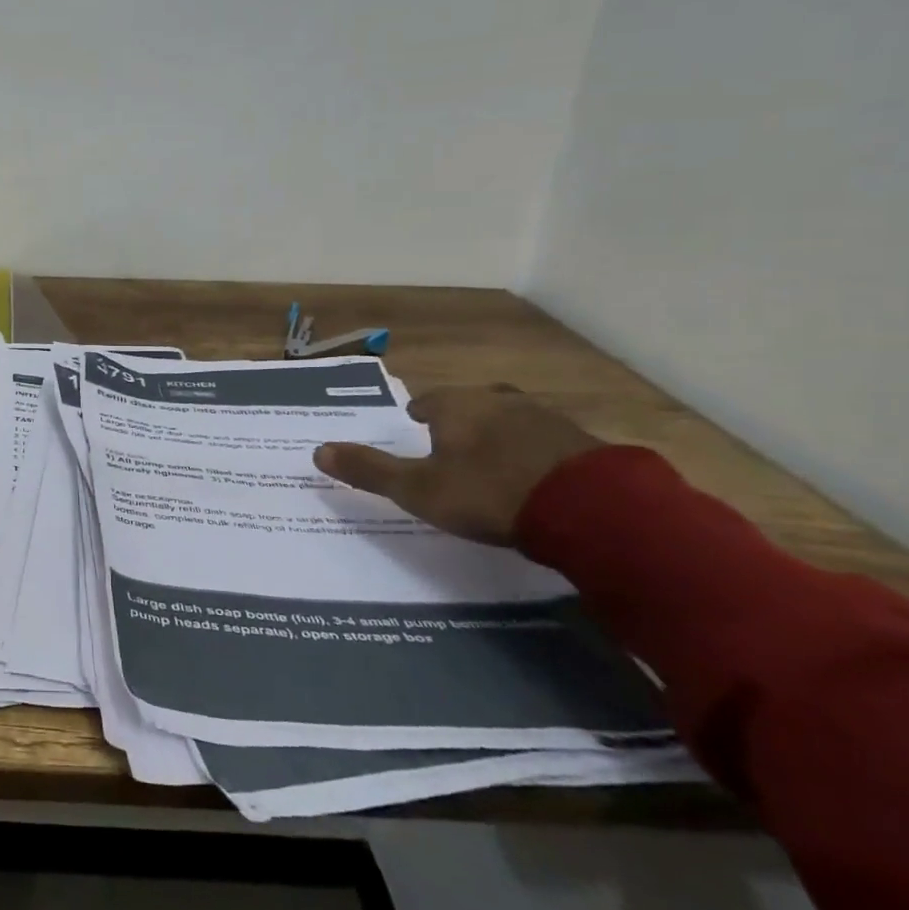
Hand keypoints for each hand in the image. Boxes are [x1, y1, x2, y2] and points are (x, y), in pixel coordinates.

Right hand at [313, 384, 602, 546]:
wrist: (591, 509)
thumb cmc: (488, 492)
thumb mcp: (418, 489)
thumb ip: (370, 470)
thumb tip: (317, 451)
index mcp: (456, 406)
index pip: (428, 402)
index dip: (419, 418)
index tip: (415, 431)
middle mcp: (498, 401)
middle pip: (471, 405)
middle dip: (460, 423)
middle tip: (452, 448)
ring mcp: (545, 418)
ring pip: (510, 420)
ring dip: (499, 437)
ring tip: (492, 464)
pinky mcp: (582, 443)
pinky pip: (546, 443)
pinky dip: (534, 455)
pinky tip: (534, 479)